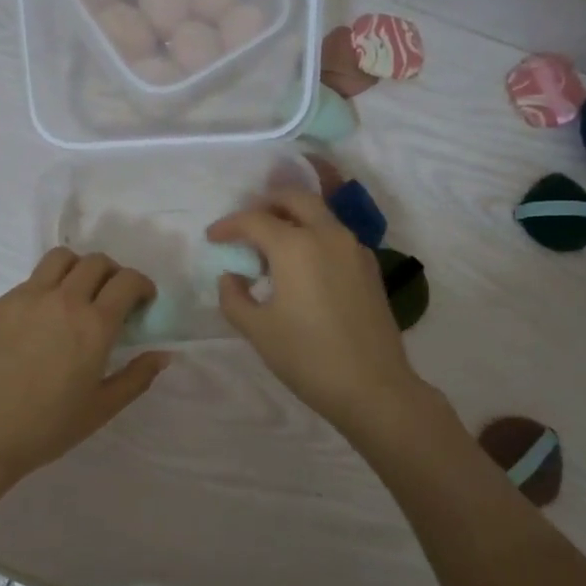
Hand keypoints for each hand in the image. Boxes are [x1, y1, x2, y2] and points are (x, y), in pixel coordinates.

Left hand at [0, 248, 168, 486]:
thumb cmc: (47, 427)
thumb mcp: (102, 408)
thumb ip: (137, 377)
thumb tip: (162, 354)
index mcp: (94, 325)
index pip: (127, 280)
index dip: (141, 284)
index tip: (142, 300)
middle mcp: (63, 300)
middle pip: (96, 262)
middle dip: (113, 274)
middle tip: (112, 297)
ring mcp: (26, 298)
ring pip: (60, 259)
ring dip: (78, 268)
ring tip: (77, 294)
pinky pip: (30, 281)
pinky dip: (47, 288)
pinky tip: (42, 320)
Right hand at [207, 191, 426, 432]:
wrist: (373, 387)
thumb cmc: (308, 358)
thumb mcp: (258, 330)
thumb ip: (234, 297)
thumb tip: (232, 277)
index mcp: (296, 246)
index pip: (255, 220)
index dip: (229, 225)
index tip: (213, 238)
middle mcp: (328, 235)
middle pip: (295, 198)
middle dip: (266, 203)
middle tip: (246, 223)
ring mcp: (354, 249)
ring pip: (320, 214)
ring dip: (292, 217)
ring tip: (272, 245)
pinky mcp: (370, 267)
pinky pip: (336, 235)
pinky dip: (313, 235)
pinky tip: (303, 265)